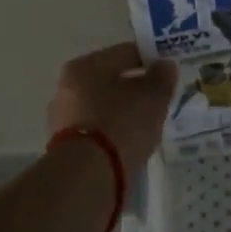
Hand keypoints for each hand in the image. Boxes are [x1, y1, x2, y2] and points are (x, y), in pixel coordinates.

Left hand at [48, 42, 176, 179]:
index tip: (168, 72)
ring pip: (102, 107)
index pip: (124, 53)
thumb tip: (165, 65)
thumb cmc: (121, 125)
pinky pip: (96, 131)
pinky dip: (112, 133)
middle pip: (110, 81)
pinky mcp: (64, 148)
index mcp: (84, 66)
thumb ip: (162, 78)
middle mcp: (67, 88)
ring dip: (122, 112)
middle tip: (158, 99)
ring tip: (146, 125)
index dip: (149, 59)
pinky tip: (129, 143)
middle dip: (134, 88)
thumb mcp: (152, 98)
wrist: (87, 178)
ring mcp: (62, 119)